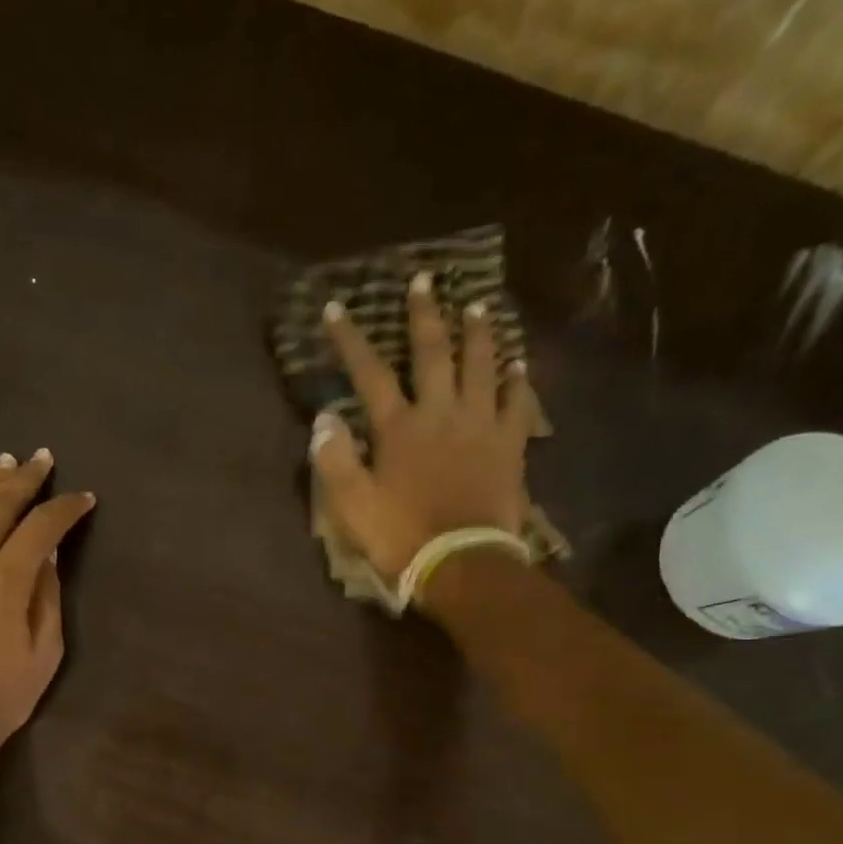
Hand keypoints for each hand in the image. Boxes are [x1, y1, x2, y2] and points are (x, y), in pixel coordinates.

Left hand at [0, 450, 95, 756]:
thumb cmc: (1, 697)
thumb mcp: (43, 653)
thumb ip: (47, 597)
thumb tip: (50, 556)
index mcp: (5, 582)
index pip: (41, 529)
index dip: (65, 509)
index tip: (83, 499)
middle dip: (24, 480)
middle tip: (42, 458)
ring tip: (4, 463)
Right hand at [309, 272, 534, 580]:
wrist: (462, 563)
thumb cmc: (401, 537)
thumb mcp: (352, 506)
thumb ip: (334, 461)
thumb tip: (323, 419)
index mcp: (398, 428)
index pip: (369, 373)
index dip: (350, 339)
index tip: (337, 307)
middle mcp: (440, 413)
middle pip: (433, 353)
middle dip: (424, 315)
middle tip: (425, 281)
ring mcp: (480, 425)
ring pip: (482, 365)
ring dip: (478, 333)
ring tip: (478, 305)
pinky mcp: (509, 445)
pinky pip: (518, 403)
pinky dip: (518, 381)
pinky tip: (519, 364)